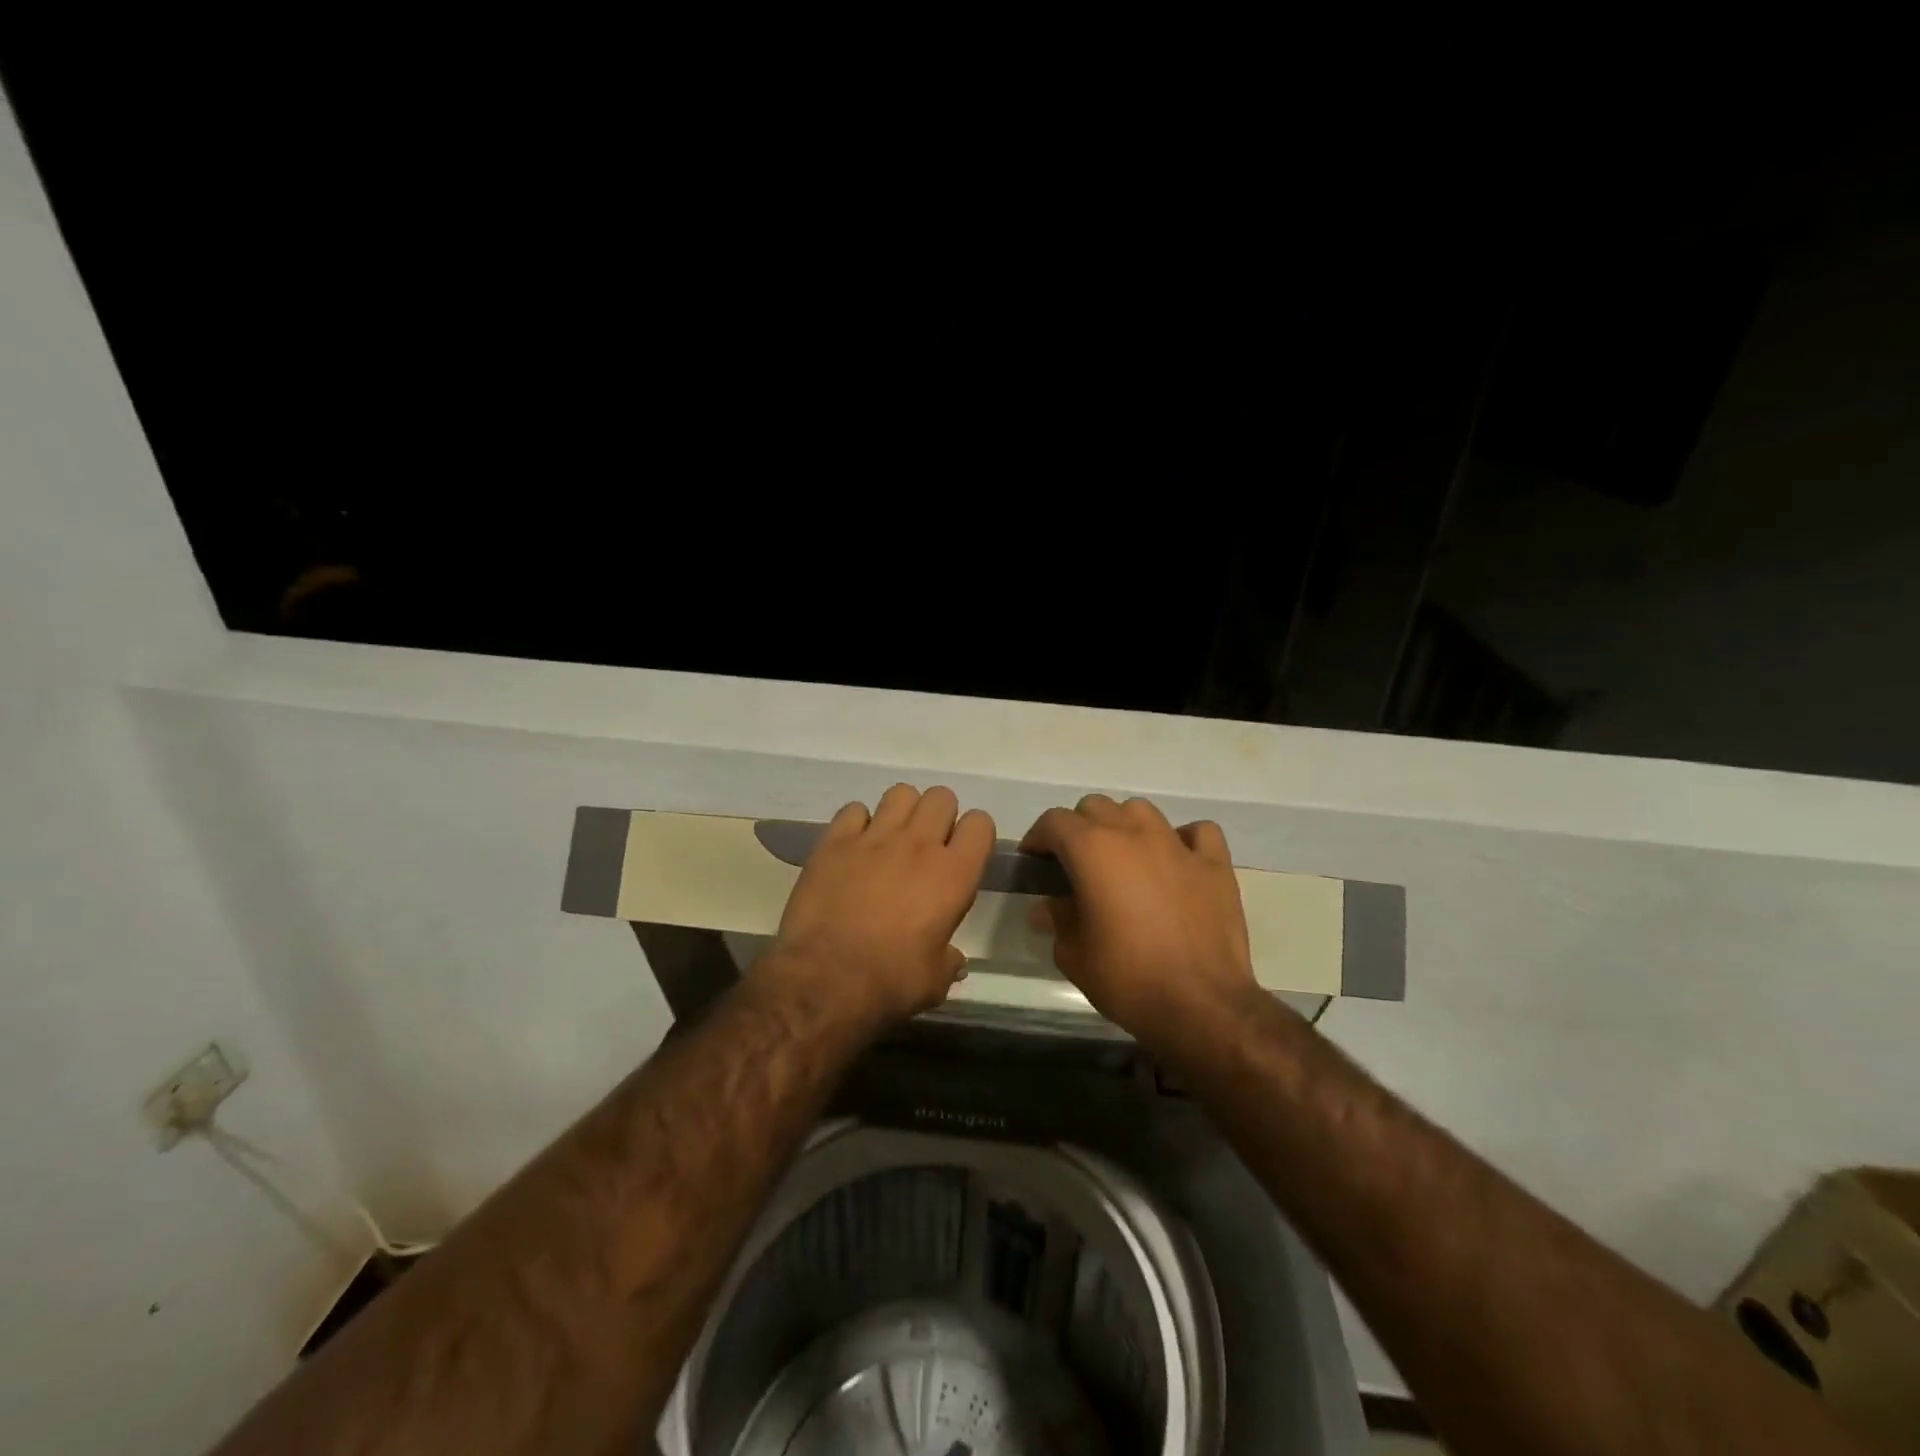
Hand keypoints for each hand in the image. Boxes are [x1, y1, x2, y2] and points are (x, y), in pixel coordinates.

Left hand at [760, 785, 994, 1029]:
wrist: (825, 979)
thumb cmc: (891, 982)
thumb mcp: (935, 981)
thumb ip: (949, 961)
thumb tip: (954, 960)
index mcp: (953, 874)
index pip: (980, 823)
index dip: (974, 835)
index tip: (963, 854)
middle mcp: (919, 844)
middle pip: (942, 797)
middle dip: (939, 816)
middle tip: (927, 846)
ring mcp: (874, 837)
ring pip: (900, 793)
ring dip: (902, 812)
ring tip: (891, 839)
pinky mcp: (835, 841)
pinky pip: (854, 809)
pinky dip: (857, 823)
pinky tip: (853, 848)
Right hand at [1020, 795, 1259, 1035]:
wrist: (1201, 1005)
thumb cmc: (1128, 979)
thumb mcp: (1074, 955)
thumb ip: (1058, 920)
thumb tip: (1049, 906)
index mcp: (1093, 850)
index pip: (1054, 821)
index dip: (1039, 838)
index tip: (1035, 862)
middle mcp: (1134, 834)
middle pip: (1096, 807)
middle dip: (1079, 828)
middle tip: (1076, 864)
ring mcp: (1177, 845)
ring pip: (1141, 810)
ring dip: (1124, 826)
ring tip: (1123, 858)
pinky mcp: (1214, 864)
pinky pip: (1196, 832)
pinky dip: (1182, 839)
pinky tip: (1176, 861)